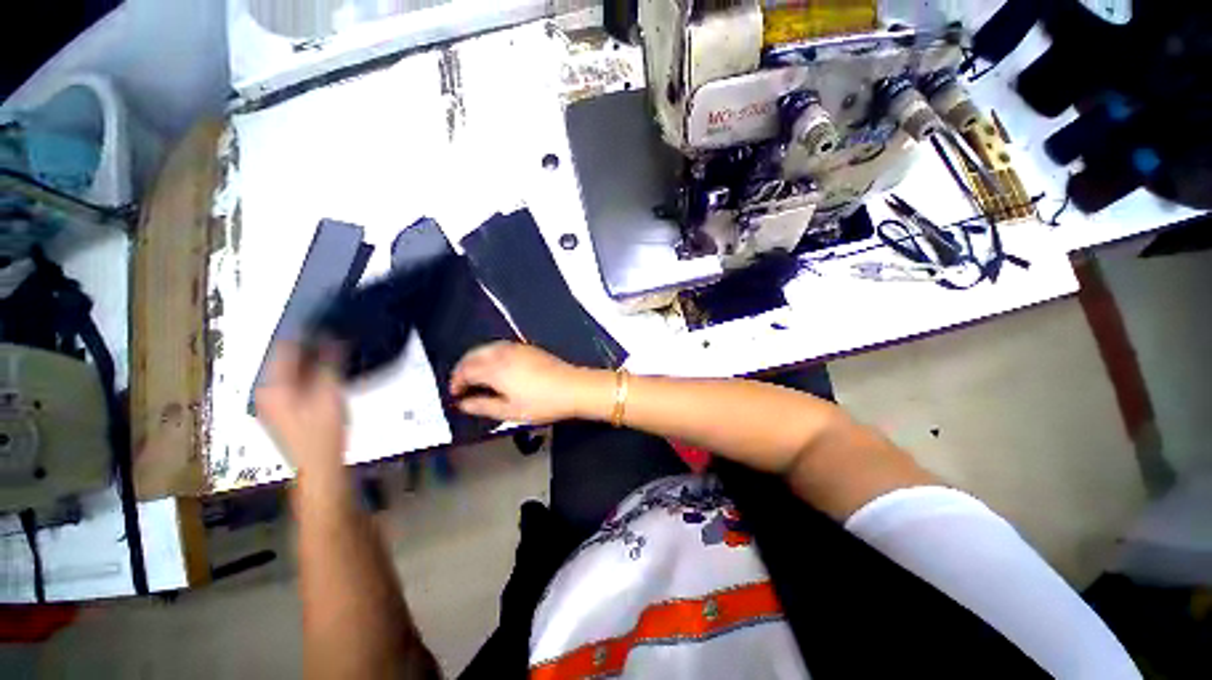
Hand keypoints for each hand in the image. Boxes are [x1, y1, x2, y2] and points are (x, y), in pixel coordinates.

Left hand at [255, 343, 346, 473]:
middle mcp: (265, 391)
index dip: (305, 332)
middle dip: (309, 346)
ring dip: (311, 360)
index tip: (326, 321)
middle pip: (286, 359)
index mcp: (271, 386)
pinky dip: (310, 374)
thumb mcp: (329, 394)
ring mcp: (273, 403)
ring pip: (291, 371)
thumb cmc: (322, 431)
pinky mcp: (284, 411)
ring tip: (334, 350)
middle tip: (334, 335)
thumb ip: (329, 364)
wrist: (319, 466)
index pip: (284, 348)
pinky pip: (295, 382)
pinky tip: (327, 373)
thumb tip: (332, 339)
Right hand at [450, 342, 604, 423]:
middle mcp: (503, 353)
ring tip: (476, 377)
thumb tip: (463, 404)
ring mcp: (517, 348)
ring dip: (476, 360)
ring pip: (487, 348)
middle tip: (461, 385)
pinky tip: (496, 368)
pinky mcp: (528, 348)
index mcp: (495, 368)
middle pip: (473, 354)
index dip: (456, 382)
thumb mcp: (509, 411)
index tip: (455, 395)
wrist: (573, 387)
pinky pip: (501, 347)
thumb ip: (482, 406)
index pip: (466, 370)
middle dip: (463, 368)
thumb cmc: (541, 403)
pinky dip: (490, 355)